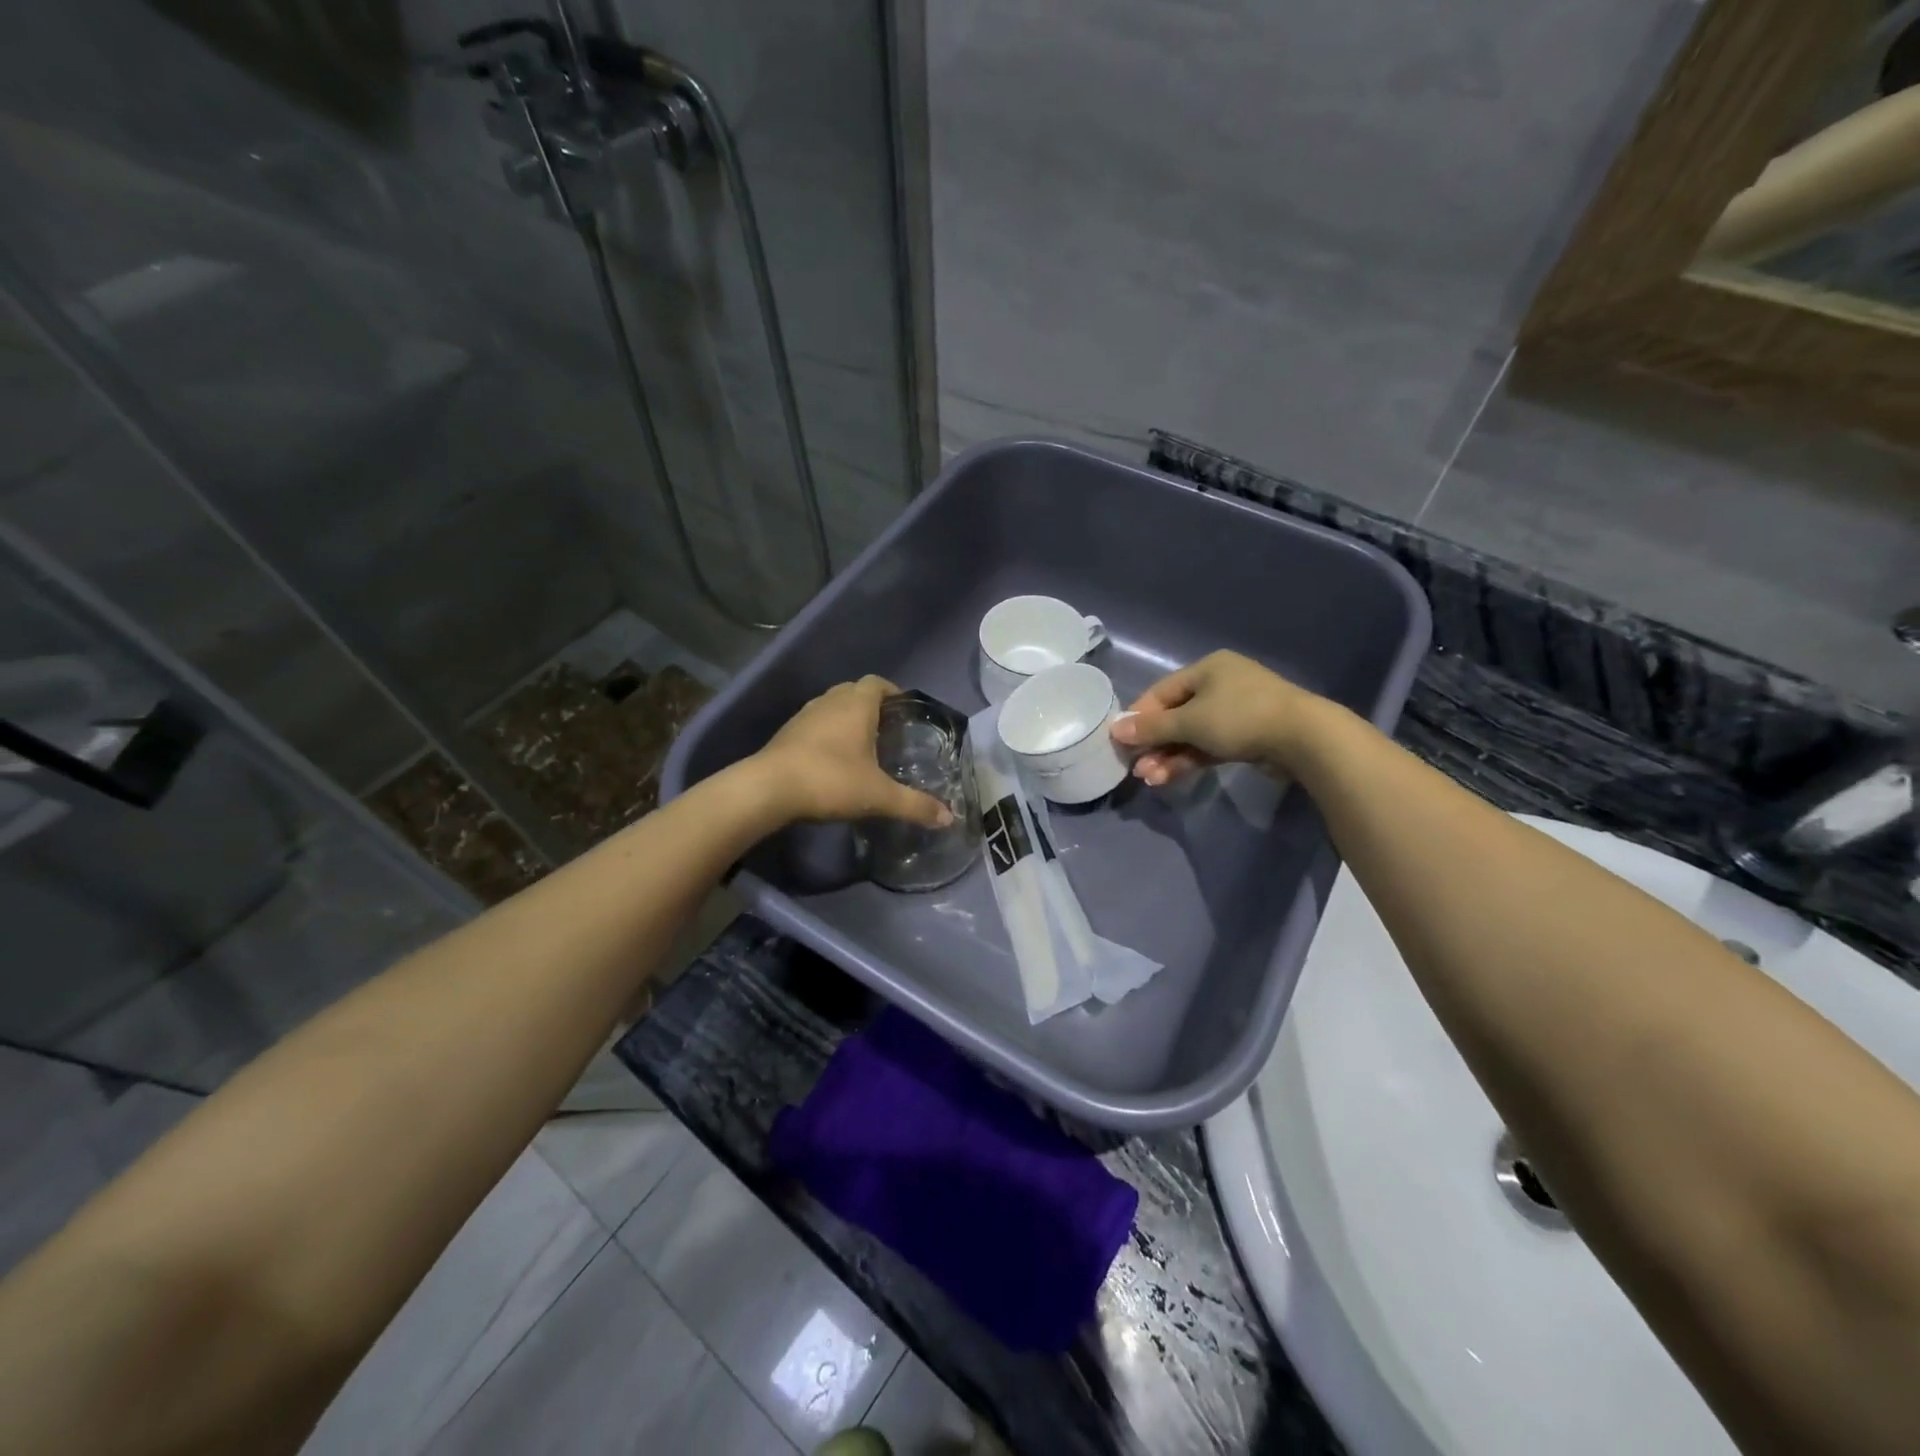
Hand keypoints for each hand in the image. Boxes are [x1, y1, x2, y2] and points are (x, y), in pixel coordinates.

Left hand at [750, 677, 954, 827]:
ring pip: (831, 706)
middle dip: (872, 704)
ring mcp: (804, 716)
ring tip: (862, 744)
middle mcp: (829, 702)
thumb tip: (949, 818)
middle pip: (854, 691)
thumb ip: (915, 805)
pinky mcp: (786, 734)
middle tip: (888, 728)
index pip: (877, 683)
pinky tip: (833, 759)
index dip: (893, 692)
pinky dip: (827, 733)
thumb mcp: (878, 796)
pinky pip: (814, 724)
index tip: (905, 709)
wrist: (768, 789)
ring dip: (847, 718)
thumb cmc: (830, 780)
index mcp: (856, 705)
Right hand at [1111, 650, 1313, 785]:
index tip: (1121, 741)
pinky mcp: (1247, 736)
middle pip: (1175, 715)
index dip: (1139, 717)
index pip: (1161, 692)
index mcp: (1207, 669)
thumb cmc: (1240, 717)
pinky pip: (1209, 745)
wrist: (1303, 738)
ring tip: (1150, 779)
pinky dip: (1190, 759)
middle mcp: (1220, 685)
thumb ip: (1152, 727)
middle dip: (1154, 743)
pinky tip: (1170, 776)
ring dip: (1168, 756)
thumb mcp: (1190, 722)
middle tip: (1136, 767)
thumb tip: (1116, 729)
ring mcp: (1236, 711)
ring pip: (1192, 734)